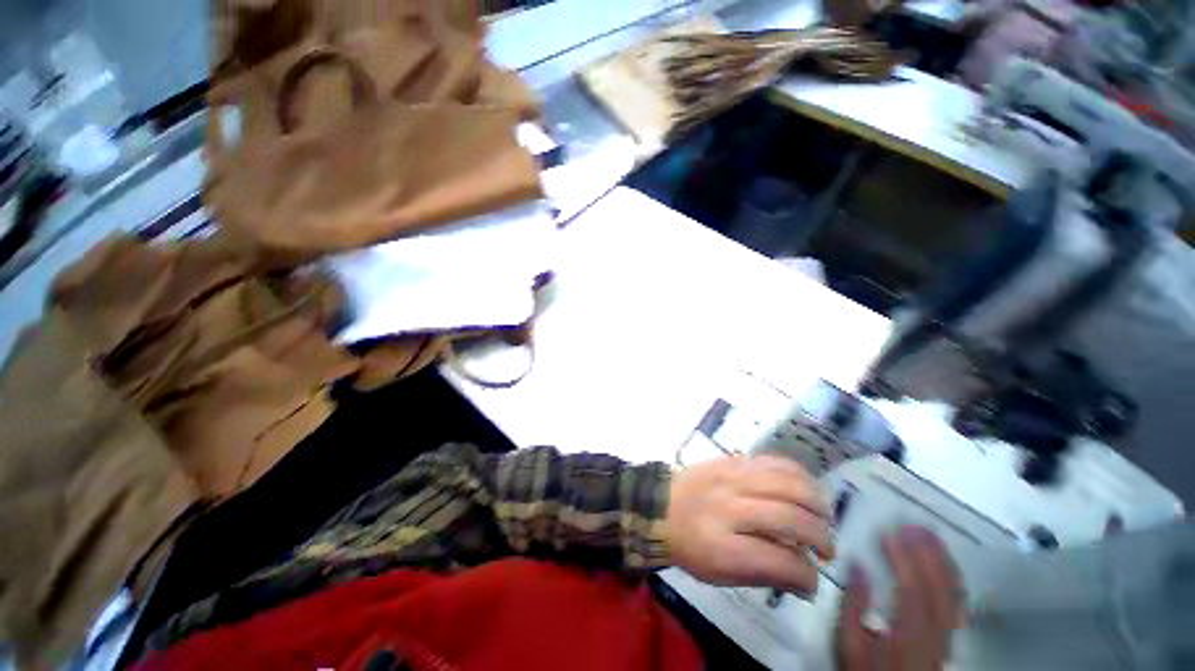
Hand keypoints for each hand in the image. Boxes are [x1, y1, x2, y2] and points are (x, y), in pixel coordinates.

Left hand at [664, 455, 832, 596]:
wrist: (660, 505)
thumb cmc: (690, 546)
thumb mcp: (720, 574)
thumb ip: (764, 575)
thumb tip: (806, 580)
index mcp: (721, 545)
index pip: (778, 560)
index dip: (806, 576)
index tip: (813, 582)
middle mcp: (728, 506)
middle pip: (788, 516)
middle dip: (820, 536)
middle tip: (826, 550)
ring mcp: (730, 477)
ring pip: (786, 482)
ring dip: (815, 501)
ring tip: (823, 517)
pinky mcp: (731, 460)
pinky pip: (772, 460)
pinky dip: (798, 474)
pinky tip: (806, 488)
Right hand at [837, 526, 963, 670]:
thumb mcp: (850, 646)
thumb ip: (852, 608)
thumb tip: (857, 566)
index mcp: (908, 639)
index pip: (912, 592)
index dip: (903, 560)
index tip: (890, 533)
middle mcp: (936, 639)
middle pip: (939, 592)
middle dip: (927, 555)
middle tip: (913, 525)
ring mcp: (949, 640)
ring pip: (955, 598)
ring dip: (944, 563)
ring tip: (931, 536)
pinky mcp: (952, 641)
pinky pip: (960, 606)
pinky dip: (954, 581)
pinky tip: (946, 565)